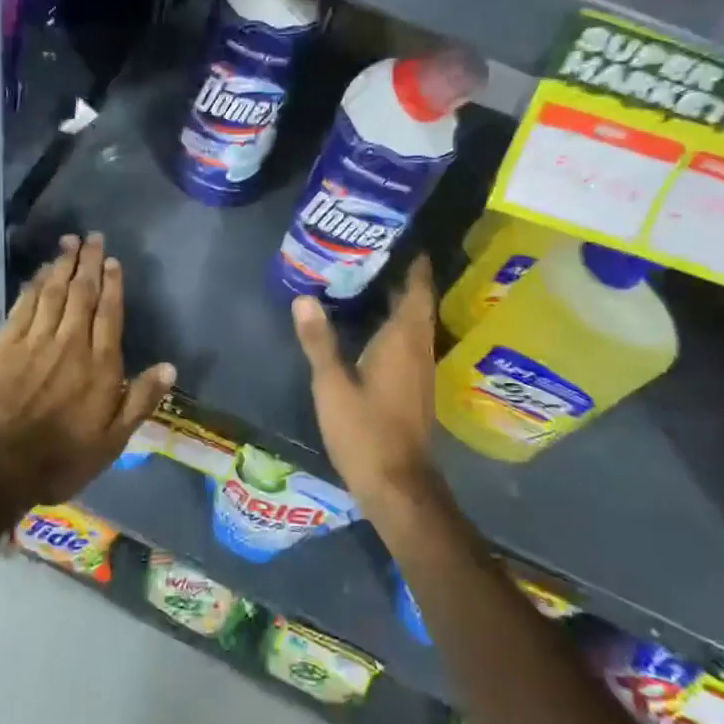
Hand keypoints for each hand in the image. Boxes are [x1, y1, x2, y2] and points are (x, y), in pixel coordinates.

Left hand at [0, 233, 175, 505]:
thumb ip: (140, 400)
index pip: (109, 313)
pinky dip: (33, 285)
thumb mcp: (112, 441)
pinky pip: (24, 306)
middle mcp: (71, 343)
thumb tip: (170, 367)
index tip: (113, 261)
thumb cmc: (60, 458)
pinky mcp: (5, 345)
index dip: (113, 284)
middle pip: (82, 294)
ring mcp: (35, 340)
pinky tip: (39, 273)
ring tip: (69, 242)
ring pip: (53, 293)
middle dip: (88, 263)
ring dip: (62, 265)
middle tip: (92, 237)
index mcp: (100, 365)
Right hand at [291, 257, 444, 515]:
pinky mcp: (413, 387)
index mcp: (404, 340)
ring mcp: (419, 370)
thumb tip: (303, 297)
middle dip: (400, 276)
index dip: (413, 264)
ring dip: (397, 300)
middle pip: (416, 303)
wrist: (398, 486)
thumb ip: (318, 340)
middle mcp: (419, 349)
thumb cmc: (365, 431)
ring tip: (366, 279)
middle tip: (371, 251)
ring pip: (413, 323)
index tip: (400, 237)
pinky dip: (393, 323)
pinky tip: (369, 324)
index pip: (416, 290)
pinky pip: (408, 341)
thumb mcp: (332, 385)